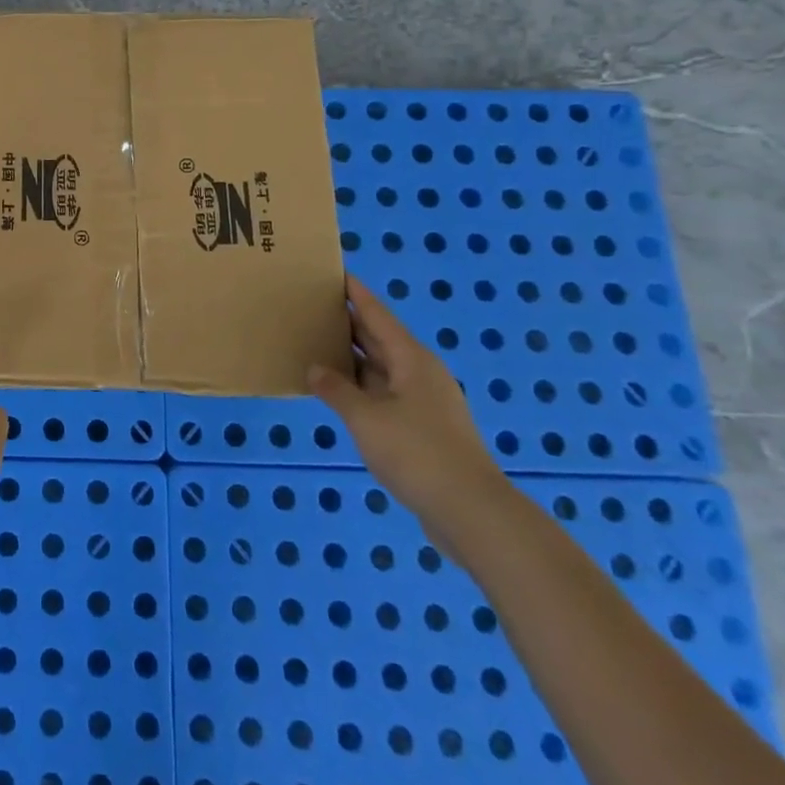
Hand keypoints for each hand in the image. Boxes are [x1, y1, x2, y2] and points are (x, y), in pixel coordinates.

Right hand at [309, 275, 505, 532]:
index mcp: (411, 359)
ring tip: (317, 345)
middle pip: (379, 338)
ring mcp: (424, 402)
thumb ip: (336, 390)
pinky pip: (384, 394)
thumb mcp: (366, 418)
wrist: (471, 512)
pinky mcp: (424, 429)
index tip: (334, 272)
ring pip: (381, 369)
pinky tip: (339, 393)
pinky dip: (360, 387)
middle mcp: (420, 373)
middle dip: (348, 323)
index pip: (376, 314)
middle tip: (313, 307)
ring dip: (352, 358)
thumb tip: (315, 368)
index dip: (354, 293)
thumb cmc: (417, 453)